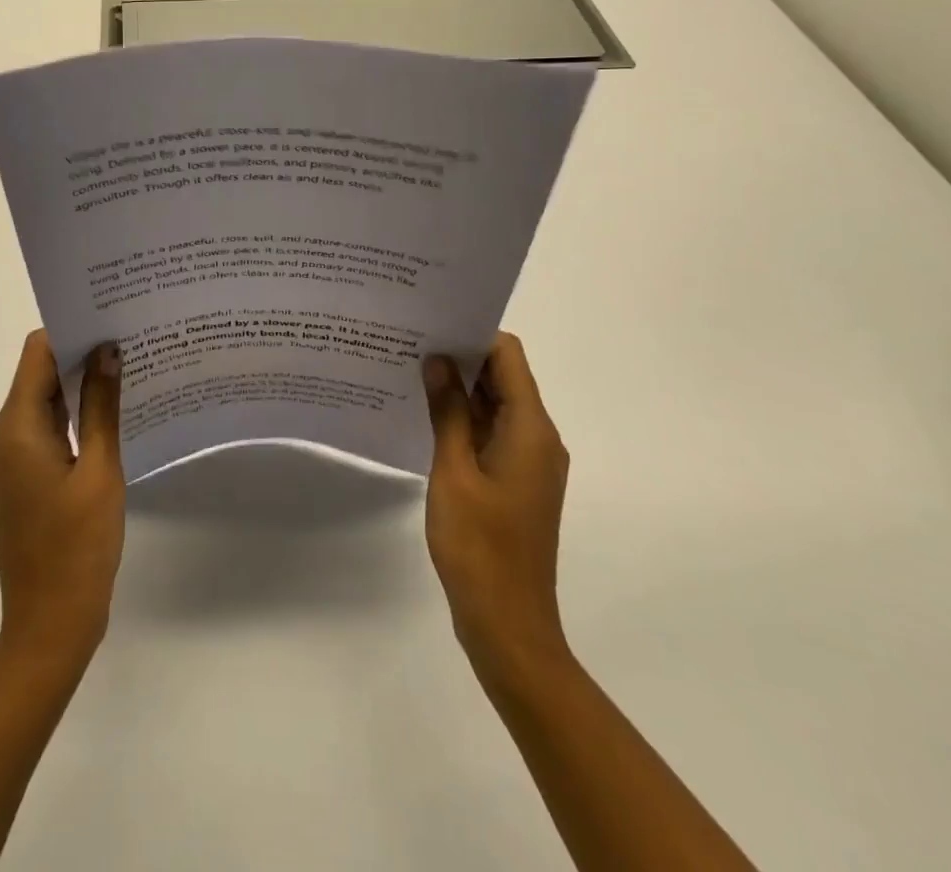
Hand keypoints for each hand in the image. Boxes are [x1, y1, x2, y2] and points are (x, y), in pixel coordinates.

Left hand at [0, 331, 125, 667]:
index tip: (111, 321)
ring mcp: (6, 459)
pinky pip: (43, 429)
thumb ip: (103, 406)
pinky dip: (72, 416)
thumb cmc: (78, 547)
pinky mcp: (18, 477)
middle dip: (80, 355)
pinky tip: (110, 414)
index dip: (71, 332)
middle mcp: (1, 437)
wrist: (49, 625)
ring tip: (127, 371)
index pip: (37, 354)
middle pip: (38, 375)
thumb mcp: (100, 471)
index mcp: (14, 430)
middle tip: (128, 341)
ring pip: (43, 402)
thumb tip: (108, 351)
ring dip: (78, 386)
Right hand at [423, 333, 571, 678]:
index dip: (473, 335)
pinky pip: (493, 433)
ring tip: (412, 373)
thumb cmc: (479, 545)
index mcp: (531, 429)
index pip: (508, 356)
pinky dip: (466, 420)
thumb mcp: (453, 471)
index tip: (432, 325)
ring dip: (460, 390)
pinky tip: (427, 418)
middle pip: (504, 377)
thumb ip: (448, 411)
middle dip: (461, 358)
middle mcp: (539, 438)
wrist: (508, 625)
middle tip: (412, 344)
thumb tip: (438, 359)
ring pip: (497, 406)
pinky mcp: (517, 482)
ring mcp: (530, 462)